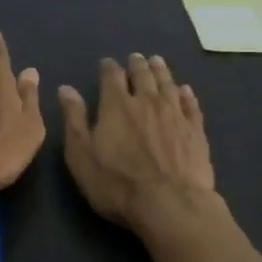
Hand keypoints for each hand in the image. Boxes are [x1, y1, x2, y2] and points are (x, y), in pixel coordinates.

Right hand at [59, 54, 215, 229]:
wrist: (170, 204)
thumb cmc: (118, 184)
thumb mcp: (82, 155)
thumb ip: (74, 119)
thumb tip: (66, 89)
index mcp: (117, 105)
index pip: (112, 76)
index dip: (109, 67)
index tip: (107, 63)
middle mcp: (147, 101)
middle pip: (143, 75)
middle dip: (137, 64)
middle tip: (136, 58)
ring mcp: (175, 114)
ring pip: (167, 84)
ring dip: (161, 71)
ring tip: (157, 61)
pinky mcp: (195, 130)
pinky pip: (191, 105)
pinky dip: (187, 94)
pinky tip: (185, 90)